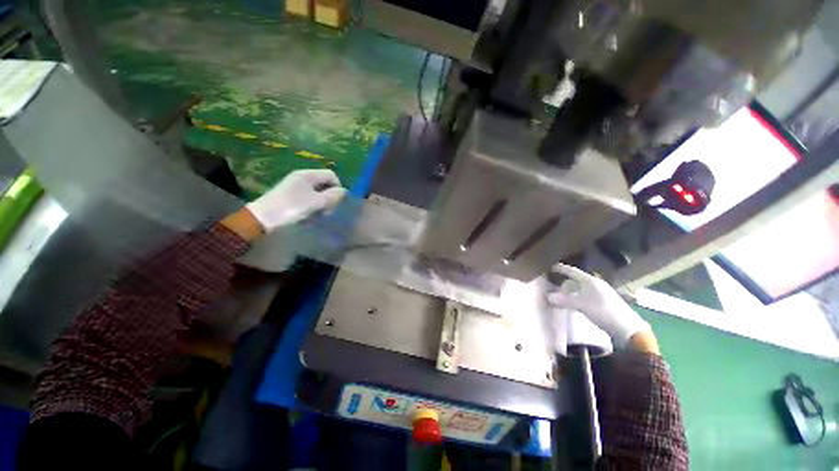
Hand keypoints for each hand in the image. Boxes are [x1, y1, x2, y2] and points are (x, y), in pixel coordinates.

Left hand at [245, 169, 346, 232]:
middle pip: (325, 183)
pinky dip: (312, 205)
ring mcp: (295, 186)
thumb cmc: (292, 208)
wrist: (263, 218)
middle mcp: (302, 177)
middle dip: (329, 197)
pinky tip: (308, 215)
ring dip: (321, 203)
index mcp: (308, 175)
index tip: (336, 202)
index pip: (331, 175)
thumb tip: (345, 191)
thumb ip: (333, 196)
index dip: (338, 187)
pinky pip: (309, 197)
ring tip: (317, 215)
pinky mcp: (290, 195)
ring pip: (318, 192)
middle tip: (326, 211)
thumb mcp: (316, 202)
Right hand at [546, 264, 652, 348]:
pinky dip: (578, 296)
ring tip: (562, 294)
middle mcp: (597, 284)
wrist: (628, 328)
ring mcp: (602, 293)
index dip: (562, 269)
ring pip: (582, 287)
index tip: (552, 266)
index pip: (573, 271)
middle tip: (554, 282)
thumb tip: (546, 296)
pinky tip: (575, 302)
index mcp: (591, 281)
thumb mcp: (581, 305)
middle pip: (577, 279)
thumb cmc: (604, 312)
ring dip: (572, 290)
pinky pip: (586, 294)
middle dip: (565, 280)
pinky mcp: (605, 302)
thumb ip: (564, 300)